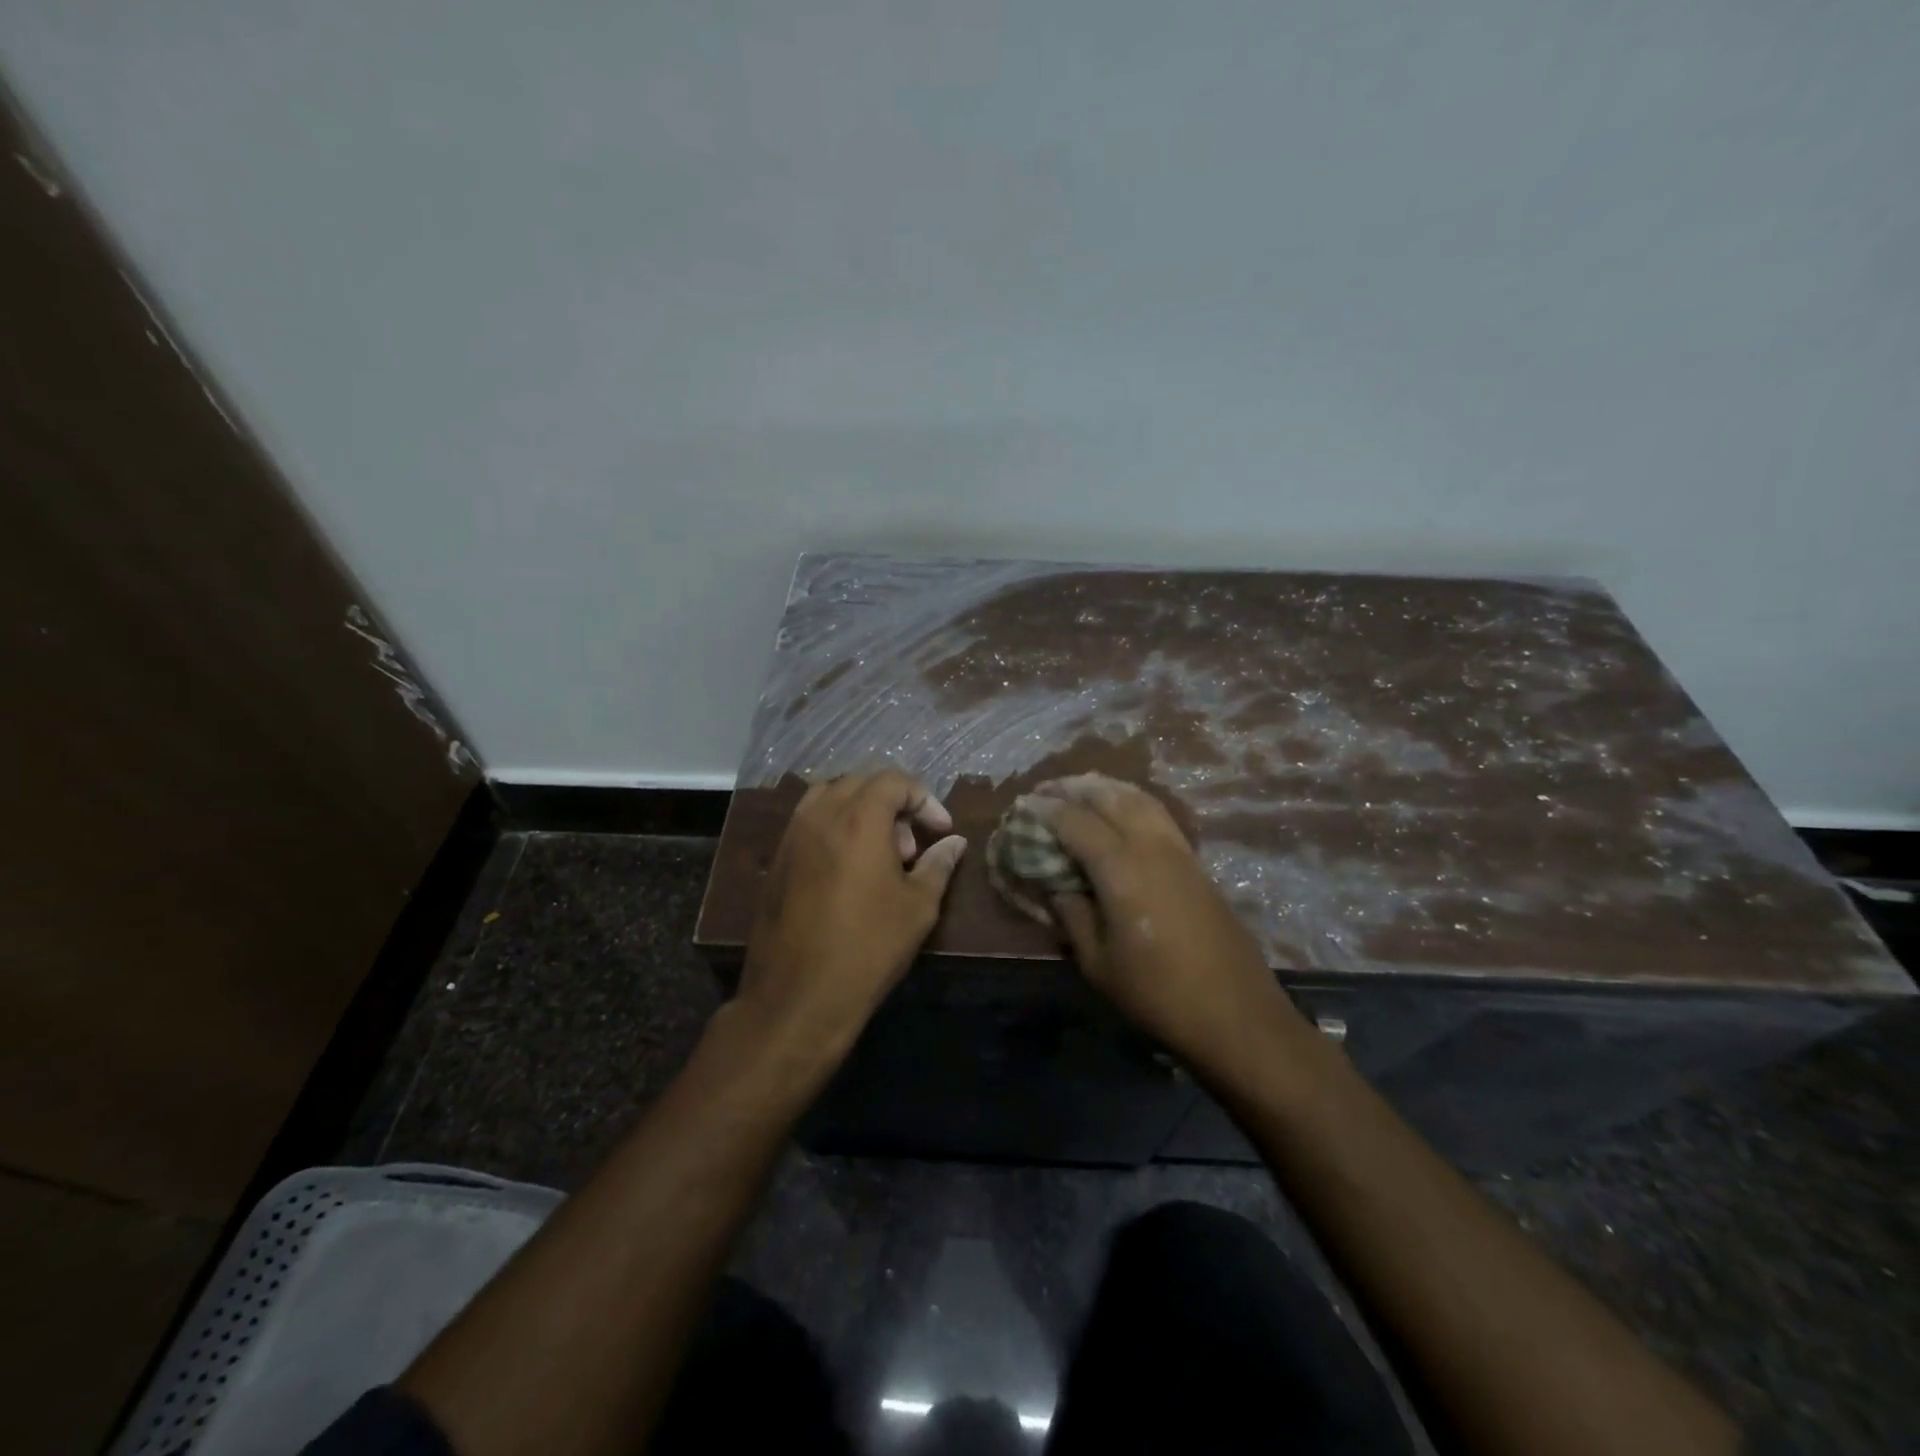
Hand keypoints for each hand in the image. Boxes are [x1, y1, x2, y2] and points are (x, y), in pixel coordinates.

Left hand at [736, 770, 966, 1063]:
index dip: (924, 799)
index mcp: (859, 818)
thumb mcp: (917, 908)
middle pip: (861, 783)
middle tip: (910, 848)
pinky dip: (835, 828)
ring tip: (879, 855)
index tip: (941, 830)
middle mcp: (820, 815)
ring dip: (861, 812)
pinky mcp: (776, 860)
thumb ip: (938, 865)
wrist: (797, 996)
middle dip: (893, 805)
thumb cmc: (868, 948)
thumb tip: (954, 842)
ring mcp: (792, 836)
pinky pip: (809, 822)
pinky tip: (849, 870)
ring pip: (829, 797)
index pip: (894, 781)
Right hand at [1030, 775, 1295, 1075]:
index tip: (1023, 805)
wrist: (1236, 1013)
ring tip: (1080, 789)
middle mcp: (1151, 847)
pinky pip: (1158, 814)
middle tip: (1047, 789)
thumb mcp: (1098, 963)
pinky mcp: (1196, 863)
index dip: (1047, 810)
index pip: (1076, 822)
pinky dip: (1132, 801)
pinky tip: (1120, 812)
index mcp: (1122, 869)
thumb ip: (1073, 915)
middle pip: (1110, 797)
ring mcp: (1179, 851)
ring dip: (1106, 788)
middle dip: (1075, 788)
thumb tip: (1057, 885)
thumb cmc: (1158, 993)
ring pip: (1140, 798)